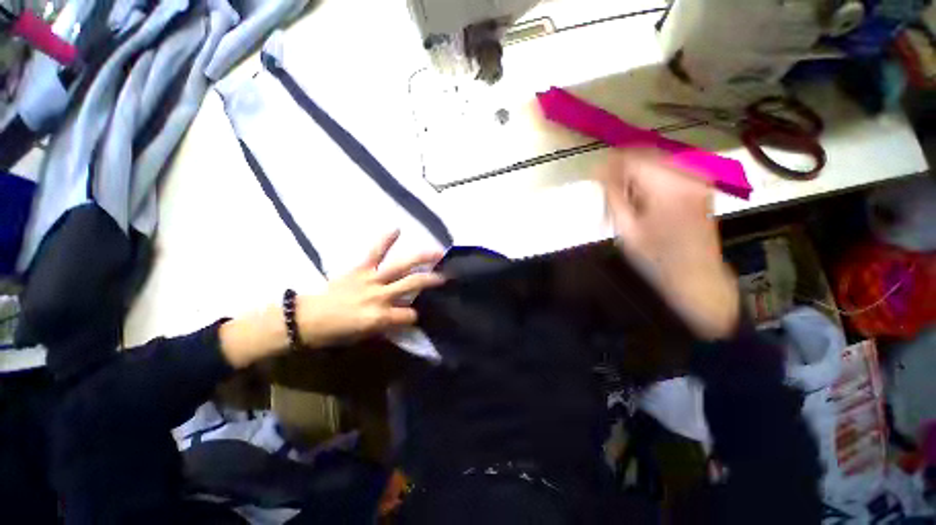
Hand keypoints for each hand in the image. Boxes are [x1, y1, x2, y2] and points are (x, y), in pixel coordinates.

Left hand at [220, 231, 443, 368]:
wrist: (306, 318)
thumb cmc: (336, 331)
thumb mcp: (365, 335)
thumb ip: (388, 324)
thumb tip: (404, 316)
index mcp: (381, 317)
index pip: (409, 315)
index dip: (415, 316)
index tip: (416, 314)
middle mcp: (381, 296)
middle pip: (413, 284)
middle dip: (431, 280)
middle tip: (446, 275)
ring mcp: (372, 279)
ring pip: (401, 266)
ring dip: (421, 258)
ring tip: (437, 252)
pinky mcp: (360, 268)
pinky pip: (375, 252)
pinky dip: (385, 240)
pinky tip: (397, 228)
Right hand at [597, 149, 739, 339]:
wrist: (696, 273)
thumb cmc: (656, 256)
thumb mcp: (626, 228)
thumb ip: (613, 195)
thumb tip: (600, 171)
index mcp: (668, 186)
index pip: (632, 157)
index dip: (610, 164)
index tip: (596, 175)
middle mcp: (688, 174)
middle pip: (646, 154)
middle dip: (623, 167)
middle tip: (610, 188)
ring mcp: (699, 176)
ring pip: (657, 159)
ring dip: (637, 172)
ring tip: (627, 195)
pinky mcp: (702, 182)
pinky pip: (669, 168)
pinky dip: (652, 177)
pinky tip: (645, 196)